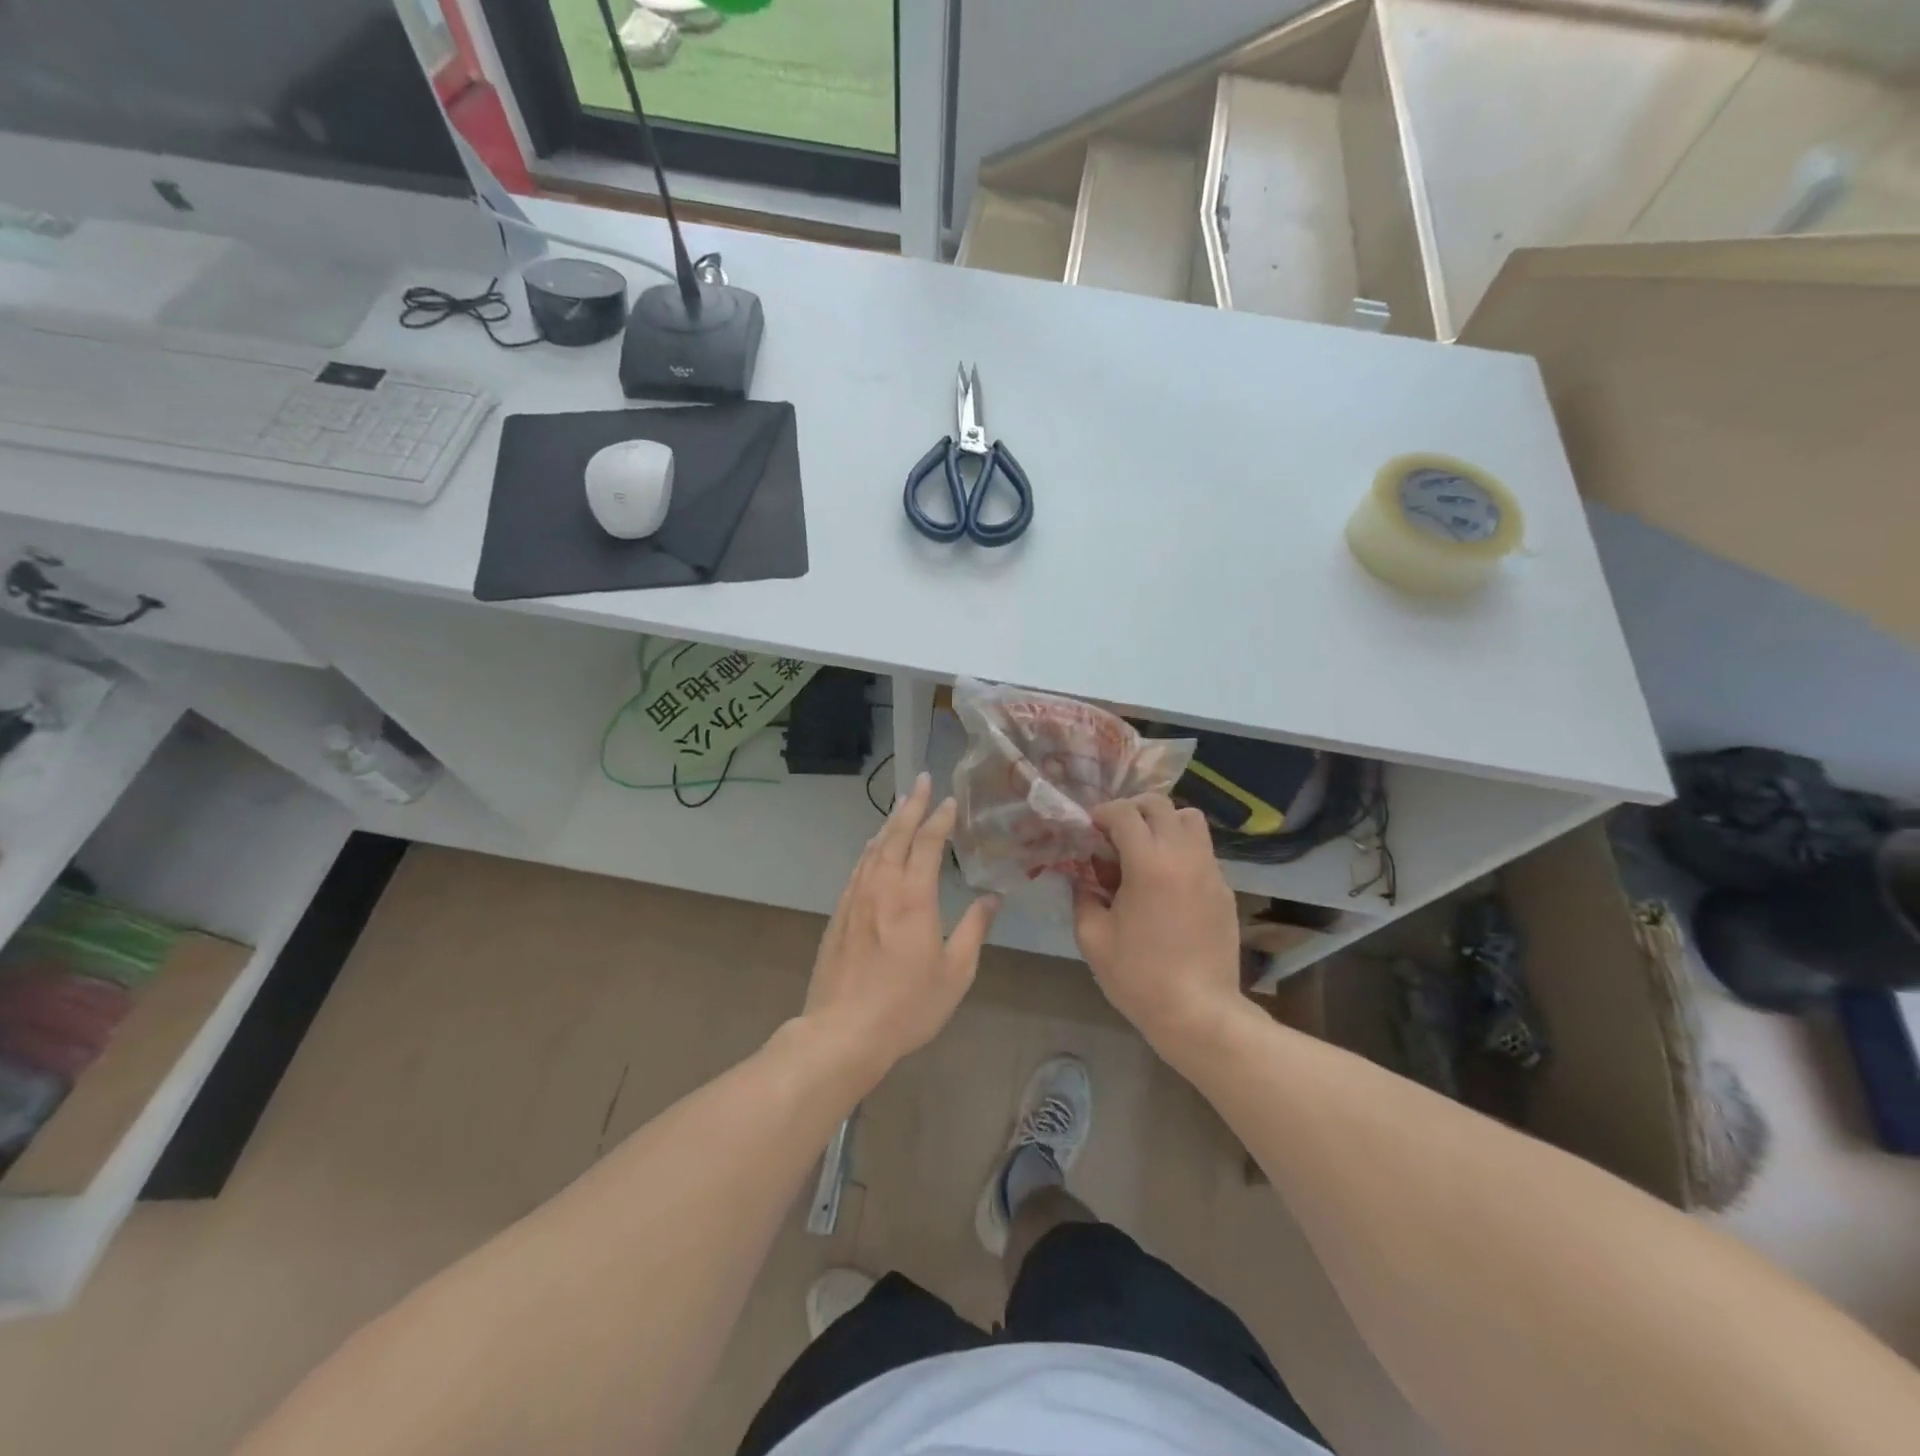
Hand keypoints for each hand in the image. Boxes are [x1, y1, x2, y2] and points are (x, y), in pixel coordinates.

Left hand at [801, 773, 999, 1085]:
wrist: (842, 1031)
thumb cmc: (907, 1005)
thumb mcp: (955, 973)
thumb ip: (974, 930)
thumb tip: (992, 898)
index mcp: (913, 897)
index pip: (927, 843)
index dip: (939, 818)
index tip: (949, 800)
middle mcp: (881, 887)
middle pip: (895, 834)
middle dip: (911, 805)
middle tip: (921, 780)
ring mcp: (855, 898)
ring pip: (873, 848)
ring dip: (889, 823)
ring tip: (901, 806)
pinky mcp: (838, 914)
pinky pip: (858, 868)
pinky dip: (871, 849)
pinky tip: (874, 849)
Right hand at [1073, 795, 1242, 1053]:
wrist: (1198, 1013)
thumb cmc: (1138, 977)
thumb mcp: (1092, 937)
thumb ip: (1082, 896)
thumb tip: (1081, 876)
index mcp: (1148, 863)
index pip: (1125, 813)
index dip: (1102, 813)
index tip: (1089, 829)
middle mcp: (1184, 856)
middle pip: (1160, 805)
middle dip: (1132, 810)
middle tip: (1113, 835)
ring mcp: (1210, 871)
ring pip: (1190, 820)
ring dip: (1163, 823)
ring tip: (1144, 850)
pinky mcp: (1224, 889)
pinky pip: (1202, 850)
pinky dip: (1181, 849)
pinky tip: (1166, 881)